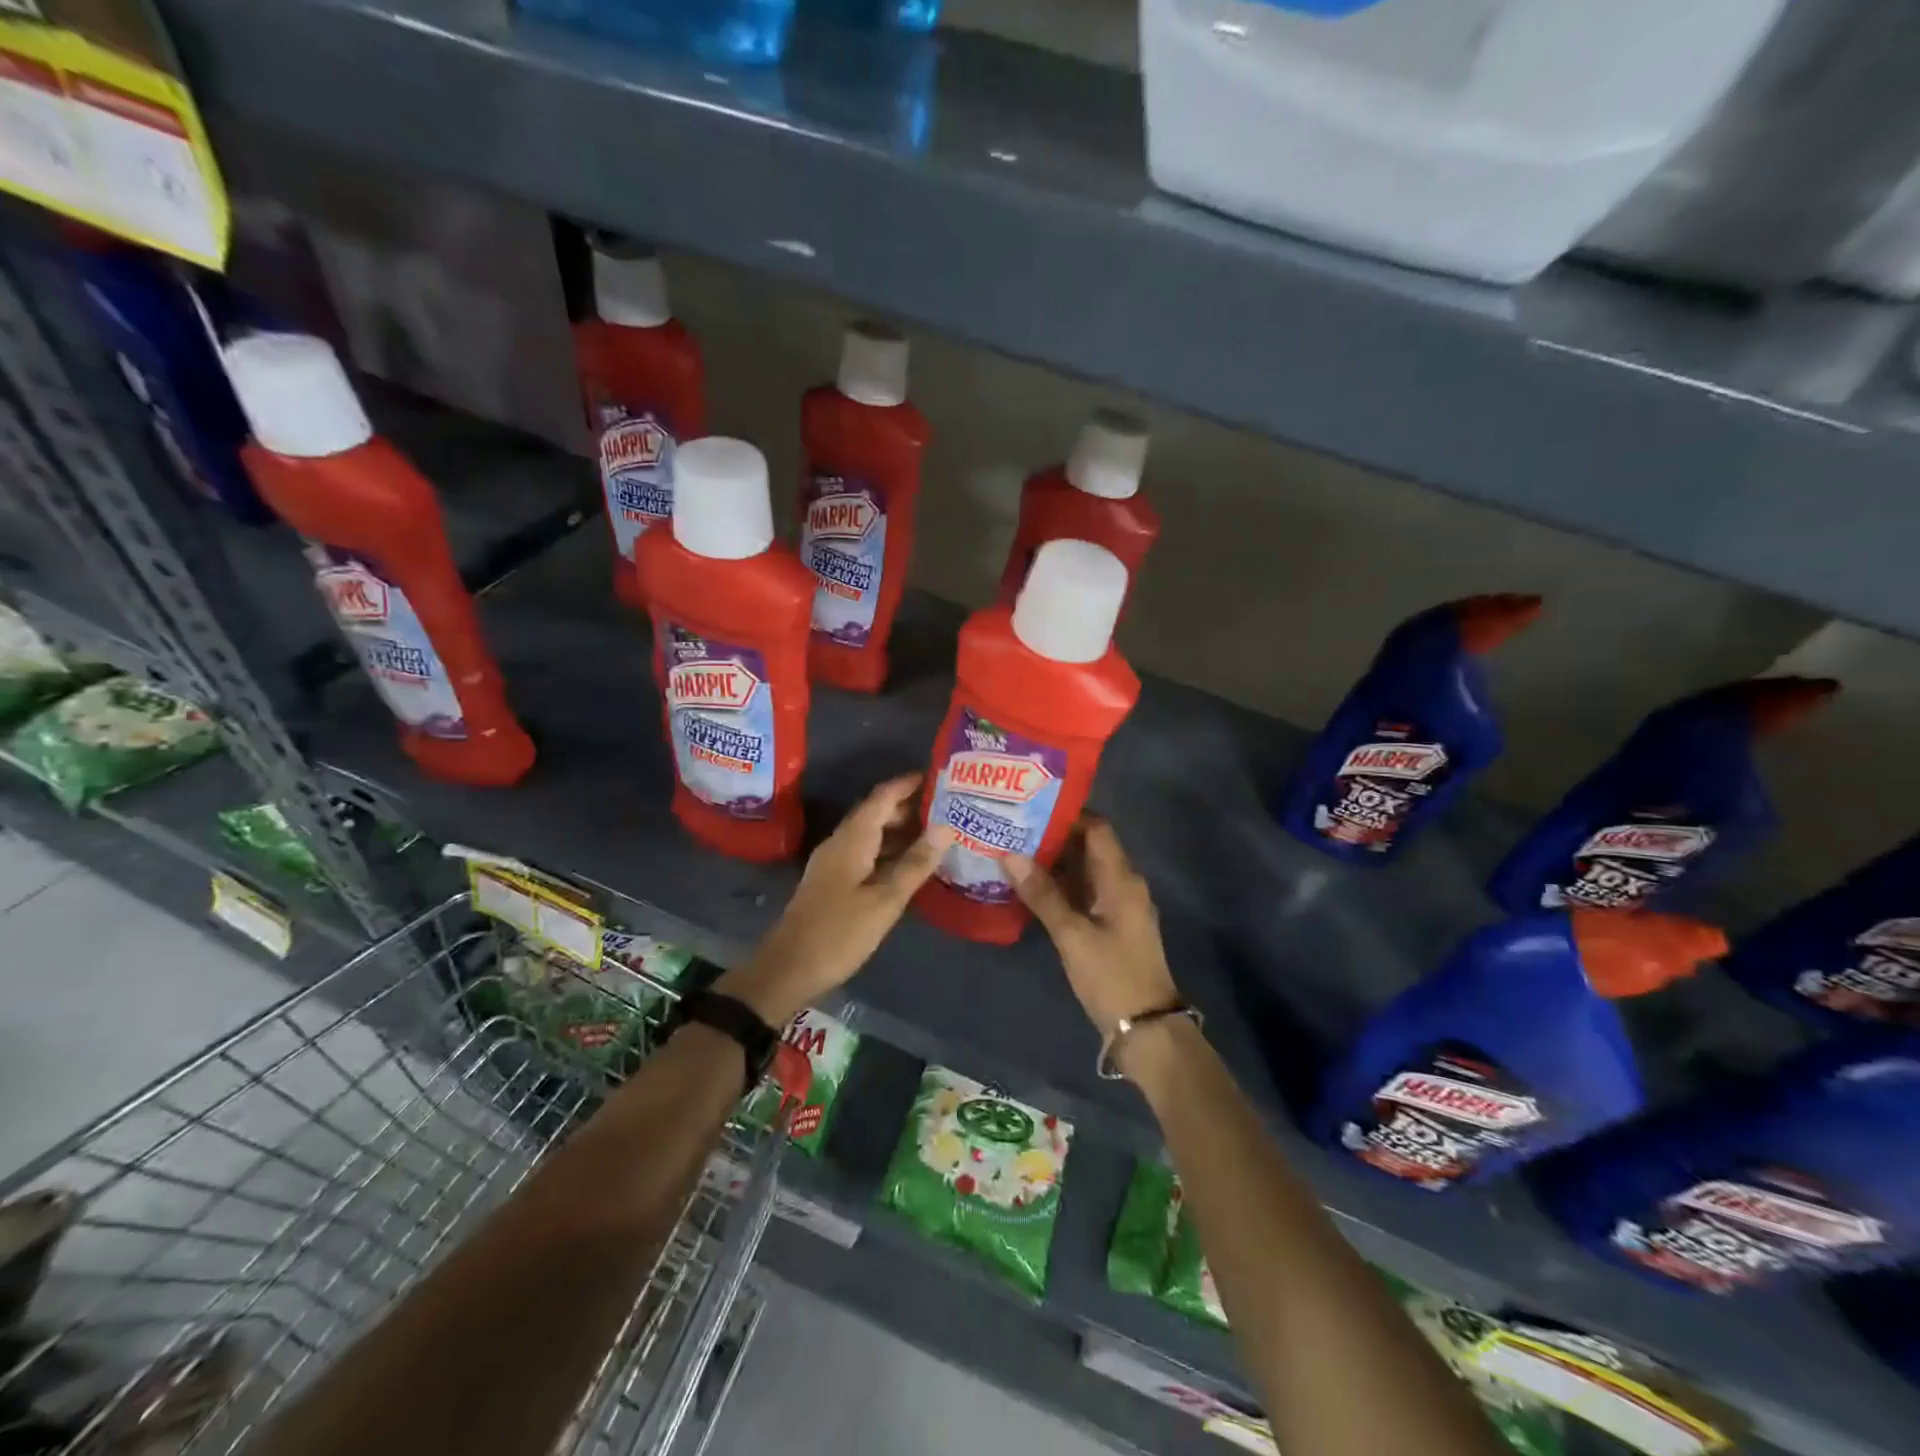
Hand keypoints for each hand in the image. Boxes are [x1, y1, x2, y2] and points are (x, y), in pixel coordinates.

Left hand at [716, 774, 955, 1024]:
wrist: (788, 969)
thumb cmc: (839, 933)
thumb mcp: (884, 900)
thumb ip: (915, 863)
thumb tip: (945, 827)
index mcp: (852, 839)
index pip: (882, 797)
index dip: (908, 784)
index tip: (938, 777)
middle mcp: (841, 843)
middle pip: (876, 813)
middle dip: (908, 807)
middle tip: (946, 808)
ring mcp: (834, 863)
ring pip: (871, 835)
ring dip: (900, 831)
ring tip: (936, 834)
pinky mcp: (833, 882)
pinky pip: (866, 854)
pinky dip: (889, 852)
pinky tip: (910, 866)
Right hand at [1005, 817, 1177, 1037]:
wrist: (1147, 1029)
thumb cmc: (1111, 976)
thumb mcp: (1072, 935)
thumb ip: (1042, 894)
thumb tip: (1009, 854)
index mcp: (1121, 879)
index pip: (1097, 829)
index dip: (1066, 816)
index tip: (1030, 810)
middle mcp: (1124, 884)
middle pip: (1089, 848)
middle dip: (1054, 838)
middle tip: (1013, 831)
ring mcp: (1119, 906)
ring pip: (1085, 871)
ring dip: (1055, 864)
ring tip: (1014, 854)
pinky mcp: (1112, 925)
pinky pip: (1085, 893)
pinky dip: (1061, 887)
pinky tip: (1031, 890)